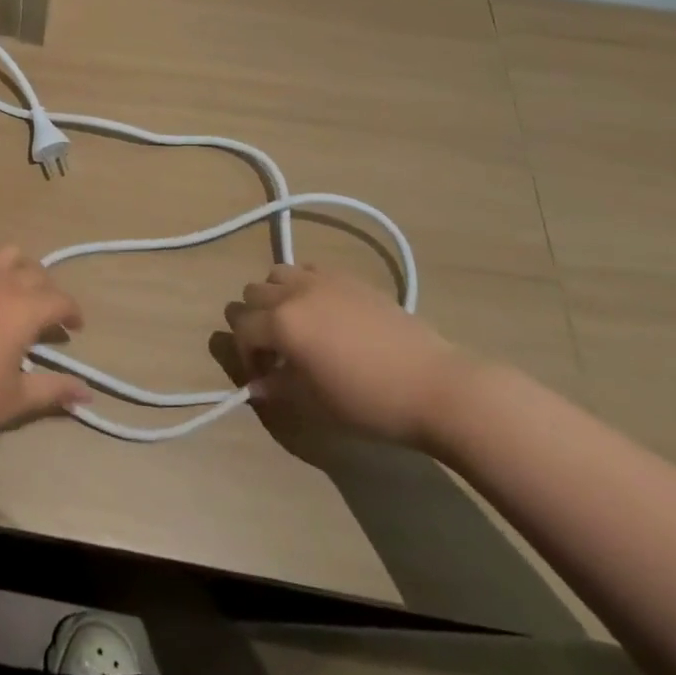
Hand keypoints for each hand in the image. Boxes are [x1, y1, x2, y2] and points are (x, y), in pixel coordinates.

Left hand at [0, 245, 89, 461]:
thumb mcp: (12, 401)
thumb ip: (52, 391)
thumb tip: (87, 393)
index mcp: (24, 308)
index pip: (60, 300)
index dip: (72, 313)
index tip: (74, 329)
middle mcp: (0, 280)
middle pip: (35, 271)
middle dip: (48, 291)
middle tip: (46, 318)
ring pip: (5, 253)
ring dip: (18, 268)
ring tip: (15, 293)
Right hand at [226, 264, 468, 450]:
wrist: (435, 387)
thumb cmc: (369, 402)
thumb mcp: (314, 404)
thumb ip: (277, 388)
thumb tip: (256, 385)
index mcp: (281, 323)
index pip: (240, 328)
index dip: (245, 355)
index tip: (264, 377)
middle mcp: (294, 292)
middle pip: (252, 293)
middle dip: (255, 321)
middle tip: (277, 351)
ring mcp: (323, 280)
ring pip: (277, 274)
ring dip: (275, 297)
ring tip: (297, 326)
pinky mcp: (349, 278)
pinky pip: (310, 270)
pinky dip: (304, 287)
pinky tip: (325, 314)